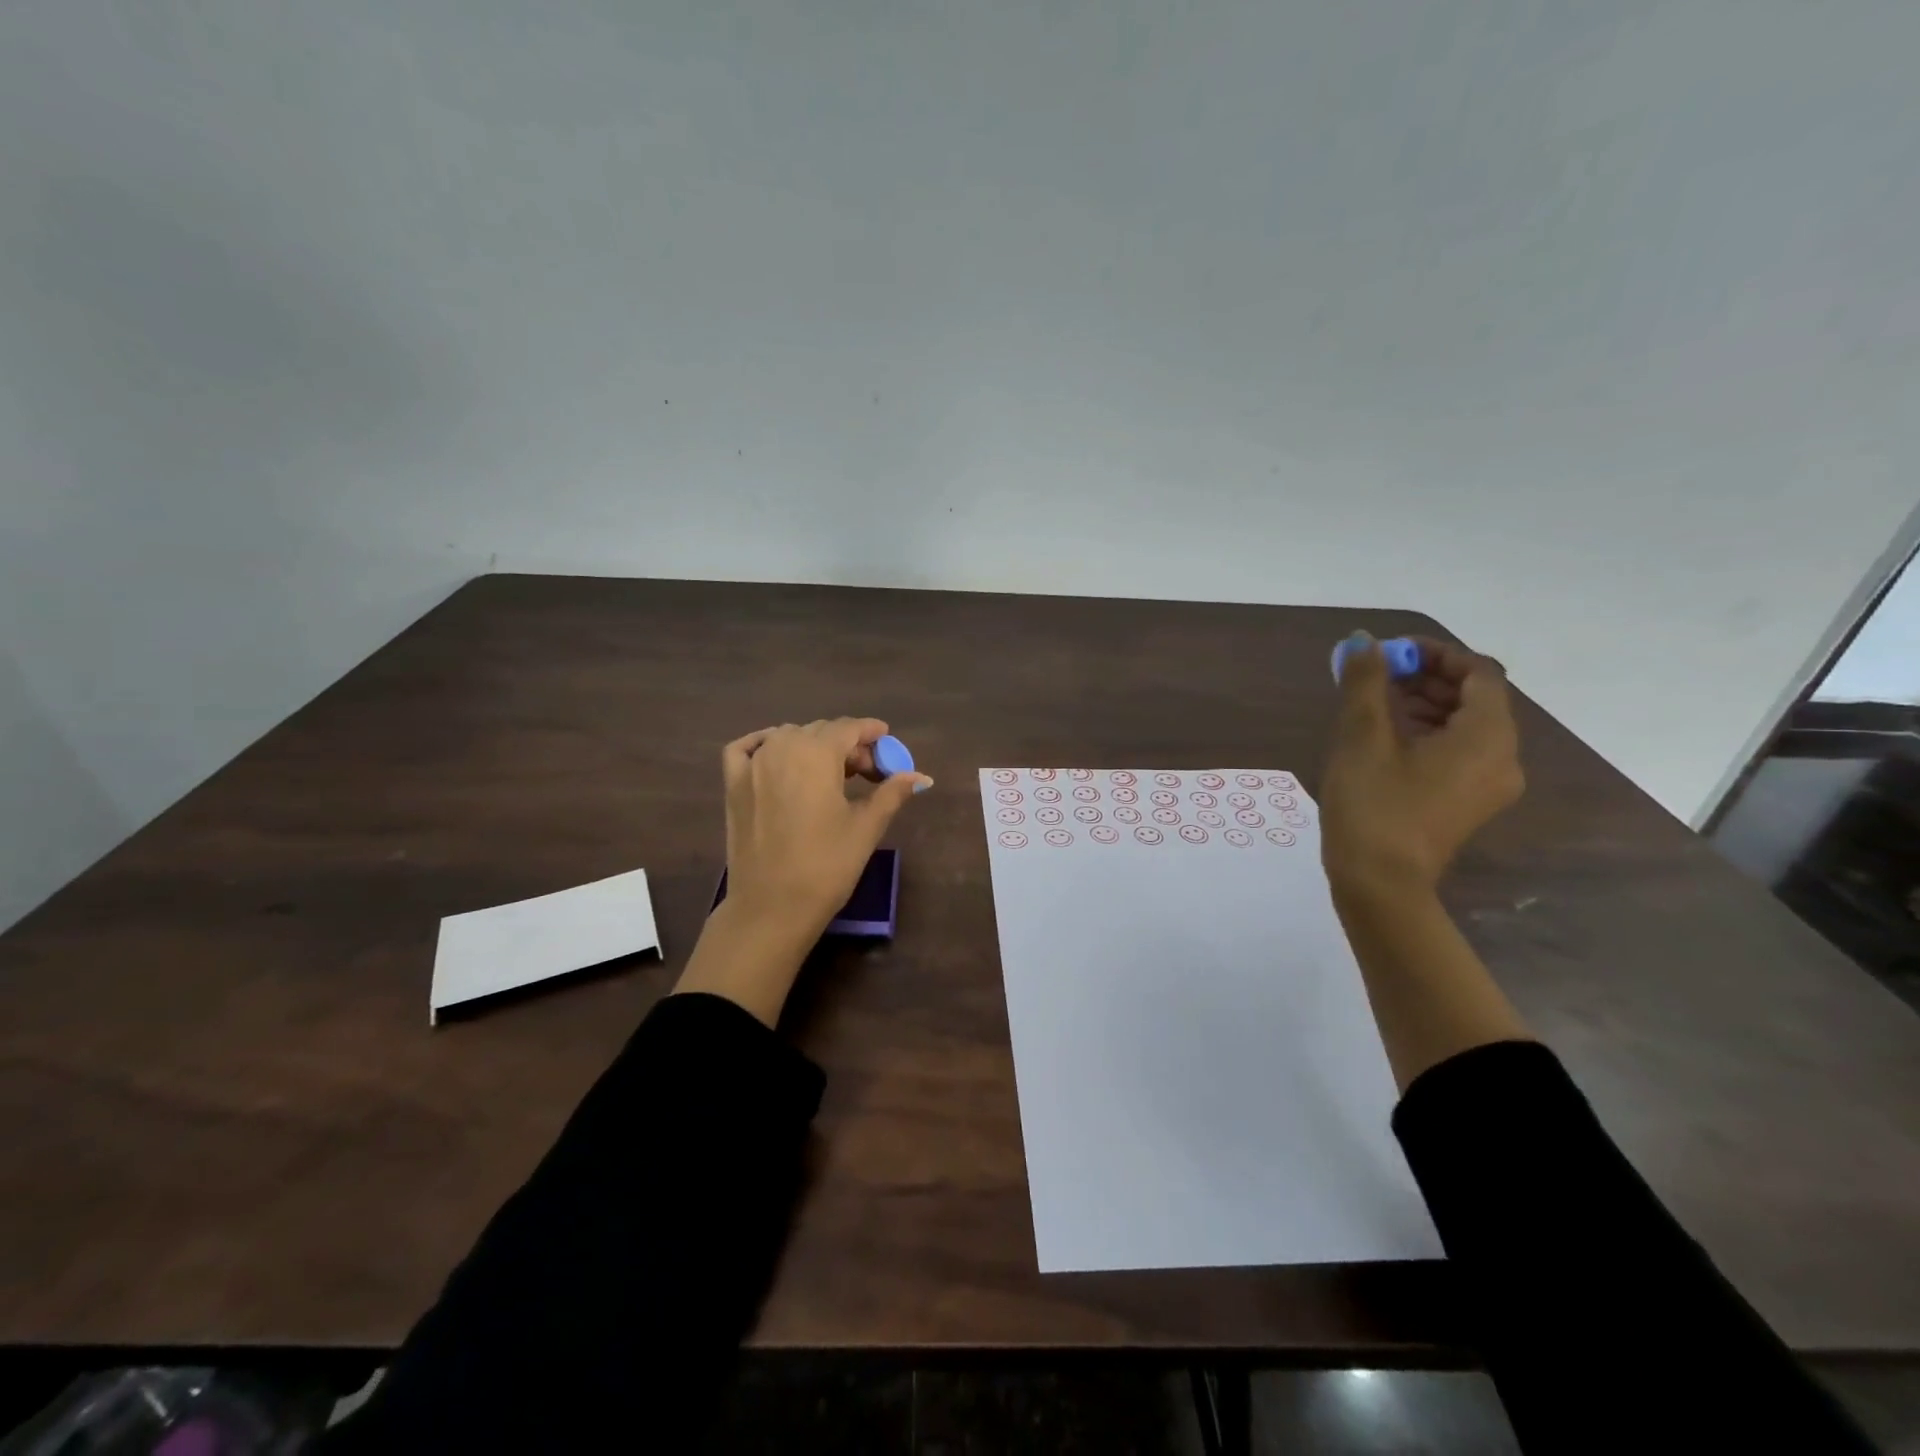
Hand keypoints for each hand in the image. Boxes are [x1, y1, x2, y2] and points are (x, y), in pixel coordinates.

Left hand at [720, 717, 932, 941]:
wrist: (771, 907)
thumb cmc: (826, 866)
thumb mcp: (866, 827)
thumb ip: (892, 792)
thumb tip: (921, 777)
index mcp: (816, 753)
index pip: (849, 728)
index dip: (871, 733)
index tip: (887, 742)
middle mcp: (782, 747)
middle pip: (821, 732)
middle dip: (848, 745)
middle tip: (868, 773)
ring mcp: (752, 765)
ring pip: (788, 737)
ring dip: (813, 746)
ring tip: (831, 774)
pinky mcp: (732, 784)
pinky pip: (747, 748)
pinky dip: (764, 743)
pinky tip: (777, 756)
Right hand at [1319, 633, 1522, 893]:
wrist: (1379, 884)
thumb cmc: (1373, 805)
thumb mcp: (1362, 737)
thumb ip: (1365, 682)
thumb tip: (1363, 641)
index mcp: (1487, 736)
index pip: (1479, 672)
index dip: (1436, 653)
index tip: (1389, 653)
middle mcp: (1503, 757)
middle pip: (1475, 698)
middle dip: (1426, 677)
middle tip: (1375, 674)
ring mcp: (1489, 784)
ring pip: (1465, 725)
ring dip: (1424, 703)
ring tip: (1372, 702)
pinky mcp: (1469, 803)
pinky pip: (1458, 752)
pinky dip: (1428, 732)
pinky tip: (1385, 736)